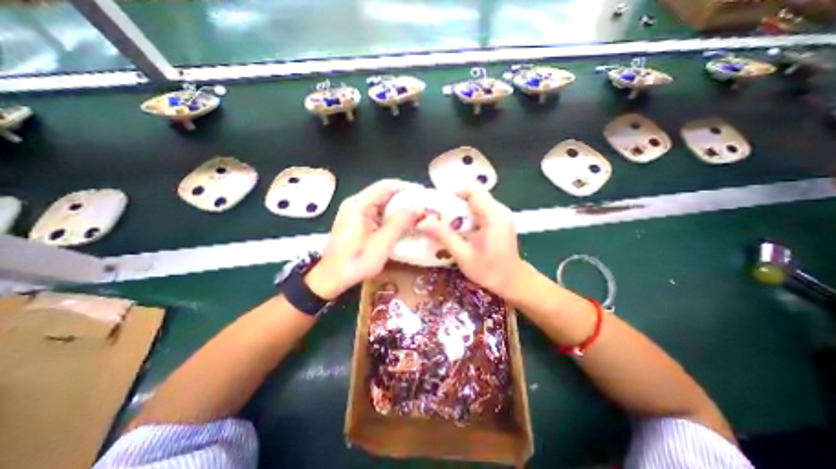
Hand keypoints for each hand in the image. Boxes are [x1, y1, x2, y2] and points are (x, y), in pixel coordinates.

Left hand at [304, 179, 416, 299]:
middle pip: (384, 192)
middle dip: (406, 198)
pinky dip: (392, 215)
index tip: (425, 194)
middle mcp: (355, 203)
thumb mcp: (380, 246)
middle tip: (425, 207)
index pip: (386, 186)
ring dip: (400, 207)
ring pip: (383, 202)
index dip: (407, 188)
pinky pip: (378, 211)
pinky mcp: (357, 220)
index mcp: (358, 205)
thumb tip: (418, 206)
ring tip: (418, 214)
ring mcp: (355, 211)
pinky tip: (403, 223)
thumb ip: (399, 224)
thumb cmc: (355, 263)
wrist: (331, 278)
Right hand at [416, 186, 522, 295]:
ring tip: (447, 223)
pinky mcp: (500, 220)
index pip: (474, 191)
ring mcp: (501, 214)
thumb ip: (444, 236)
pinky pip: (481, 210)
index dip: (454, 192)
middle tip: (438, 216)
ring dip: (460, 210)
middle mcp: (500, 211)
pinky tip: (461, 229)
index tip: (438, 204)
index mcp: (494, 216)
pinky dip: (468, 215)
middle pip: (474, 195)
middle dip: (454, 203)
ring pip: (476, 202)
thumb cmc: (489, 271)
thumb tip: (423, 222)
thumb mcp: (463, 256)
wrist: (512, 281)